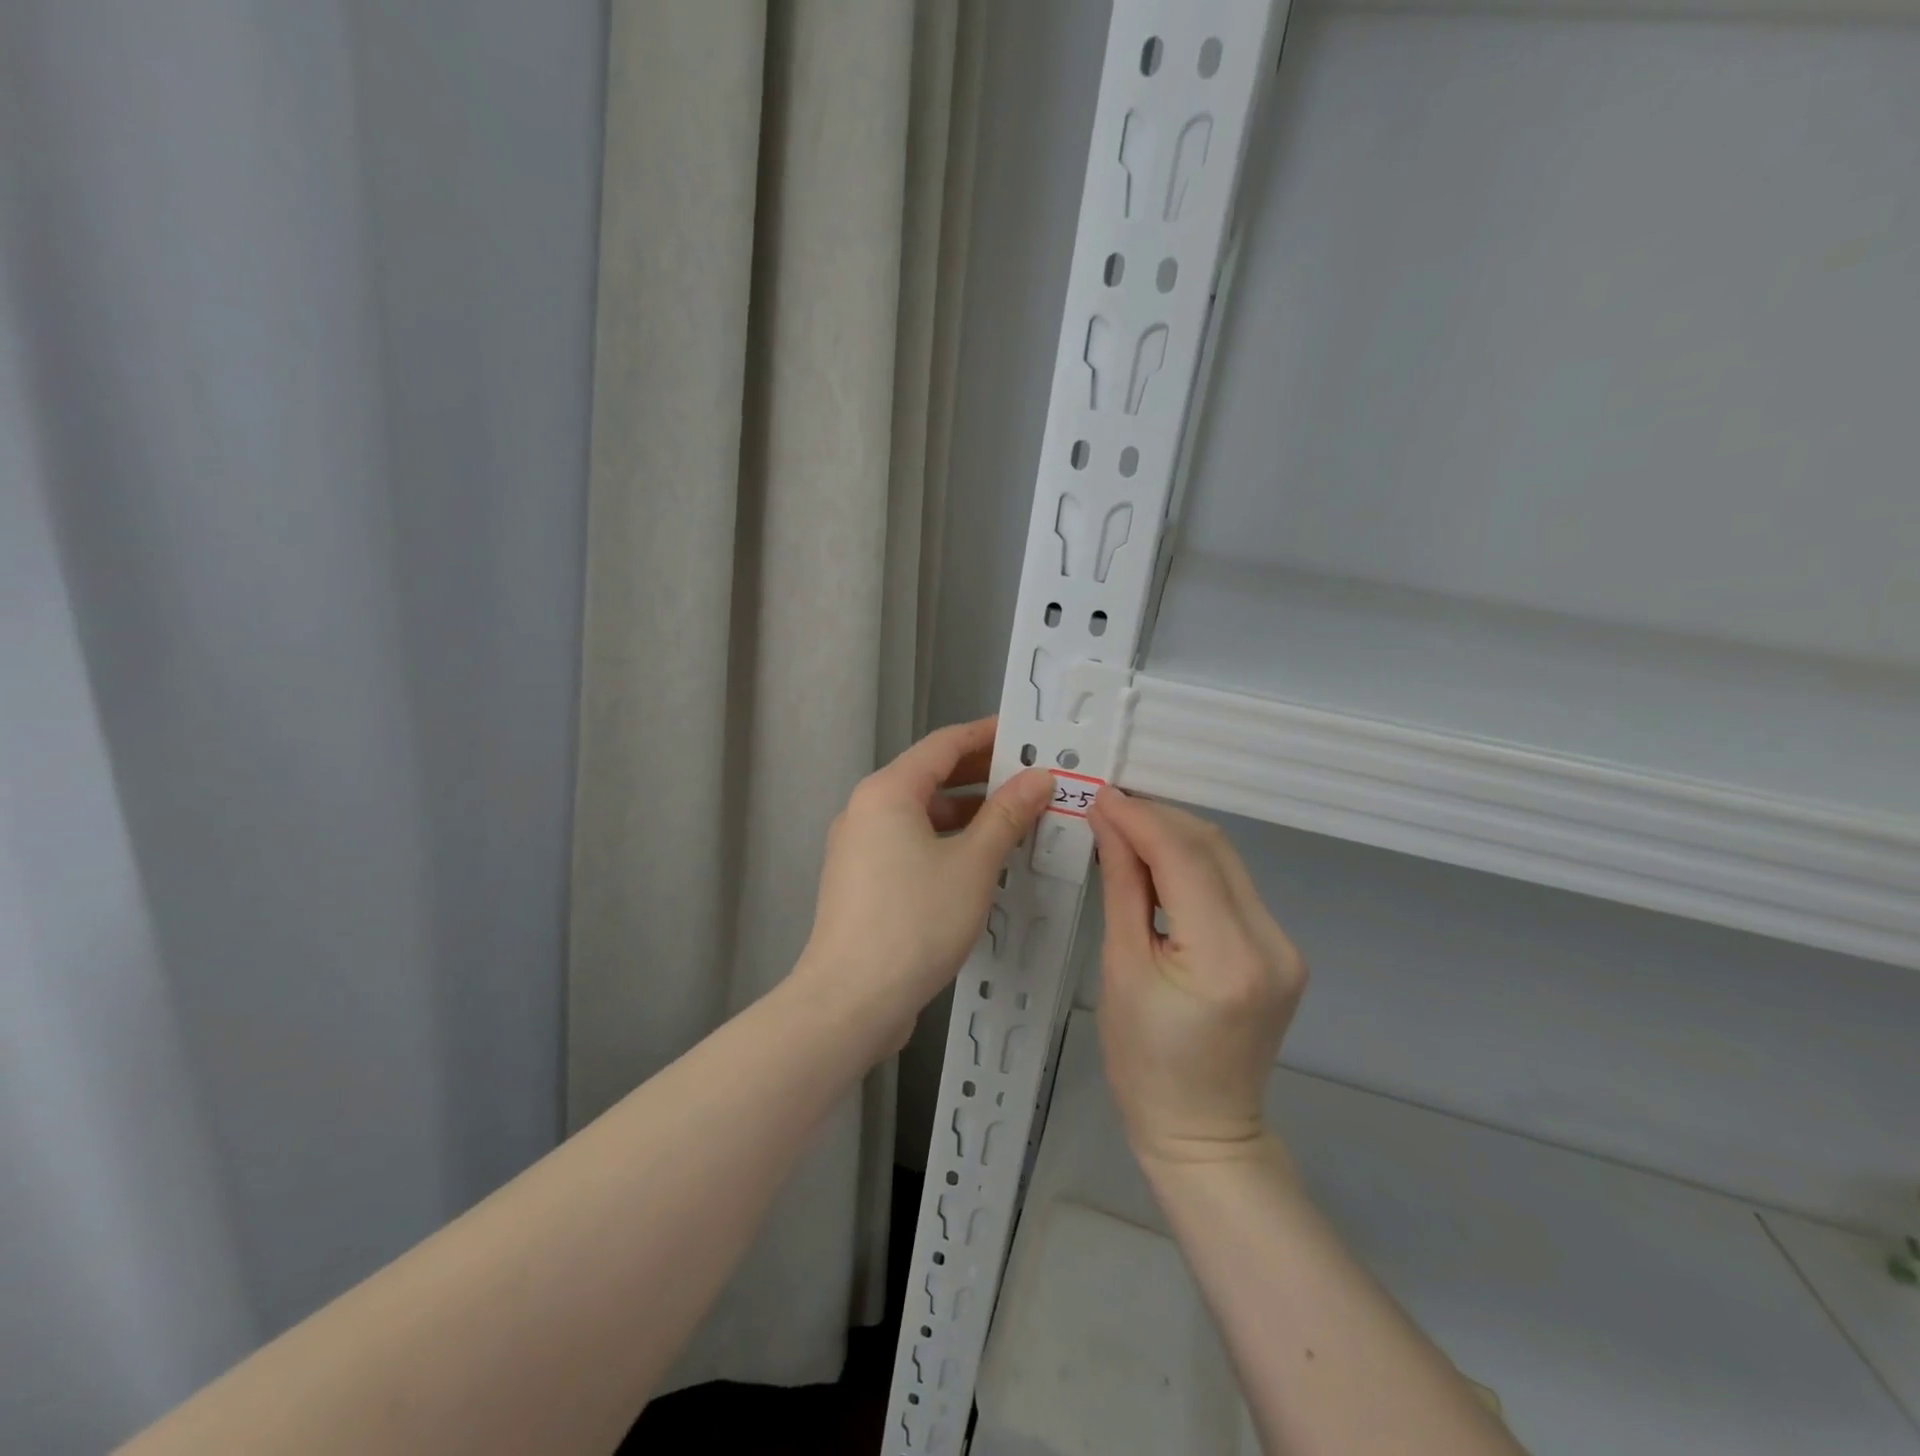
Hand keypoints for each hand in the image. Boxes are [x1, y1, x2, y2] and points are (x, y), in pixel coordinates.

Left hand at [796, 717, 1051, 1056]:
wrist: (850, 1000)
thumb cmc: (915, 920)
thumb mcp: (973, 864)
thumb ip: (1007, 815)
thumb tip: (1039, 778)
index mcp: (888, 791)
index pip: (944, 744)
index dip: (987, 735)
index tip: (1026, 734)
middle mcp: (866, 809)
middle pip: (930, 777)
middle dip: (982, 776)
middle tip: (1031, 778)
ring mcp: (859, 847)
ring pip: (922, 815)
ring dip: (967, 814)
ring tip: (1015, 822)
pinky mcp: (862, 881)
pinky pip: (910, 844)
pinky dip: (946, 842)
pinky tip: (979, 862)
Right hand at [1088, 790, 1306, 1166]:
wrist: (1203, 1131)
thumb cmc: (1144, 1062)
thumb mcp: (1121, 969)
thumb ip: (1122, 887)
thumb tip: (1109, 822)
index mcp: (1226, 957)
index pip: (1184, 858)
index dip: (1140, 818)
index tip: (1100, 796)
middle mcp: (1270, 942)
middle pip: (1213, 849)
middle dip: (1158, 819)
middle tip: (1109, 809)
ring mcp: (1284, 945)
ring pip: (1226, 861)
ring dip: (1175, 837)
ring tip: (1126, 830)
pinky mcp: (1281, 949)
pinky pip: (1232, 887)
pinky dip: (1193, 865)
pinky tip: (1158, 863)